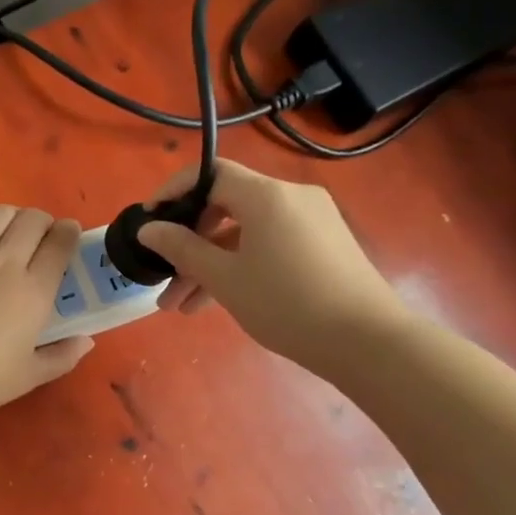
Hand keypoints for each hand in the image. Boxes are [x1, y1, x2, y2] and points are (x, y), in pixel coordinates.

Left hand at [0, 206, 94, 426]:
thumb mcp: (27, 378)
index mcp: (33, 291)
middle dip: (43, 221)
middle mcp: (4, 263)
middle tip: (41, 238)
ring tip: (9, 232)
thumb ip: (61, 357)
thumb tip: (86, 341)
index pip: (60, 244)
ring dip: (11, 217)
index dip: (69, 233)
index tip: (69, 236)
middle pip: (32, 220)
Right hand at [136, 159, 408, 375]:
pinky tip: (216, 301)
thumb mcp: (225, 278)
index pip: (210, 174)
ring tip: (180, 307)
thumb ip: (182, 248)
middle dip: (189, 243)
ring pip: (245, 233)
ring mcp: (311, 220)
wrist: (366, 340)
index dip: (173, 192)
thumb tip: (149, 229)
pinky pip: (268, 244)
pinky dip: (240, 265)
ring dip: (210, 264)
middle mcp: (290, 197)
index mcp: (266, 195)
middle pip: (225, 207)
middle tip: (163, 276)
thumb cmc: (286, 304)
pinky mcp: (322, 244)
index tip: (148, 220)